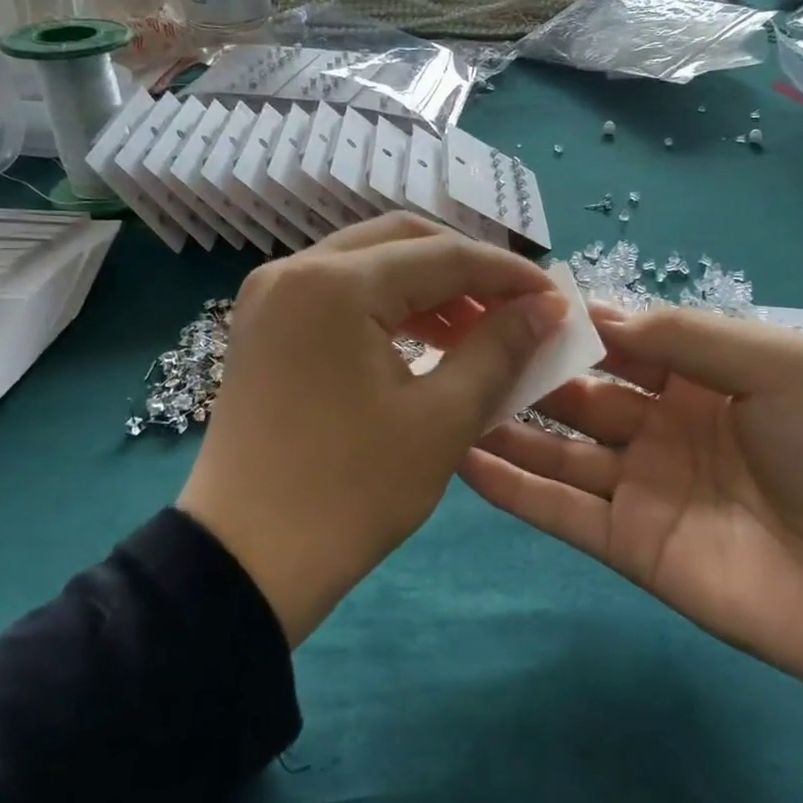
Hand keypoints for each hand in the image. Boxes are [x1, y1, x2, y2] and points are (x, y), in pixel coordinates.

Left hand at [178, 215, 567, 647]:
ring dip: (429, 286)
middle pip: (403, 241)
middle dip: (468, 270)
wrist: (246, 561)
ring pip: (370, 262)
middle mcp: (295, 269)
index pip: (444, 256)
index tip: (555, 300)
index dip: (509, 274)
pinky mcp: (264, 324)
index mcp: (336, 284)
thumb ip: (500, 348)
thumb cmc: (351, 492)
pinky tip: (427, 339)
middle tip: (516, 309)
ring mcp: (271, 294)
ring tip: (478, 329)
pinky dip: (389, 304)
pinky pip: (340, 291)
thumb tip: (549, 306)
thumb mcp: (442, 419)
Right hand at [462, 305, 802, 802]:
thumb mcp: (776, 364)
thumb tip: (597, 314)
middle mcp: (662, 427)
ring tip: (448, 398)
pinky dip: (514, 488)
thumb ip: (687, 336)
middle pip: (579, 392)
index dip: (570, 322)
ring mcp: (642, 488)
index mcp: (701, 377)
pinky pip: (561, 511)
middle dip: (526, 370)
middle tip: (459, 346)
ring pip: (559, 451)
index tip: (509, 300)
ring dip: (507, 427)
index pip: (621, 339)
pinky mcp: (628, 545)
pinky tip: (465, 460)